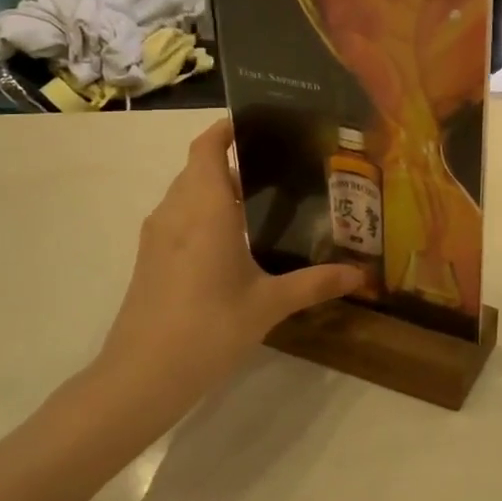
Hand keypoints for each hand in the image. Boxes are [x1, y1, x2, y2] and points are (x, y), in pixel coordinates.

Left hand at [90, 119, 361, 426]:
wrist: (140, 377)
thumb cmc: (208, 329)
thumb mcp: (269, 304)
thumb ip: (315, 283)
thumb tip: (361, 274)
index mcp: (205, 210)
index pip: (207, 148)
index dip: (226, 129)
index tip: (258, 123)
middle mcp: (176, 213)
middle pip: (199, 168)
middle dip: (233, 161)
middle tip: (279, 167)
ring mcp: (157, 238)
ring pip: (186, 194)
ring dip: (216, 189)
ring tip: (261, 201)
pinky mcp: (150, 261)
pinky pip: (178, 219)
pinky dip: (203, 214)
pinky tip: (233, 241)